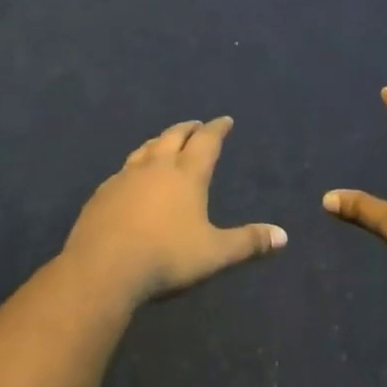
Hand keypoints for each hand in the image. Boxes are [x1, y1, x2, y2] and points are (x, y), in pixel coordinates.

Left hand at [63, 117, 286, 305]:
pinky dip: (135, 165)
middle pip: (174, 136)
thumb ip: (248, 243)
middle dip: (188, 128)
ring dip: (159, 141)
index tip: (225, 120)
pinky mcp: (103, 192)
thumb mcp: (214, 253)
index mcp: (187, 174)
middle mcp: (157, 166)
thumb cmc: (166, 256)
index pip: (206, 141)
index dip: (217, 129)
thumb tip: (283, 236)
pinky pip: (123, 169)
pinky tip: (132, 177)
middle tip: (197, 125)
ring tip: (165, 142)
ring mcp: (126, 176)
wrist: (103, 267)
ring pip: (146, 148)